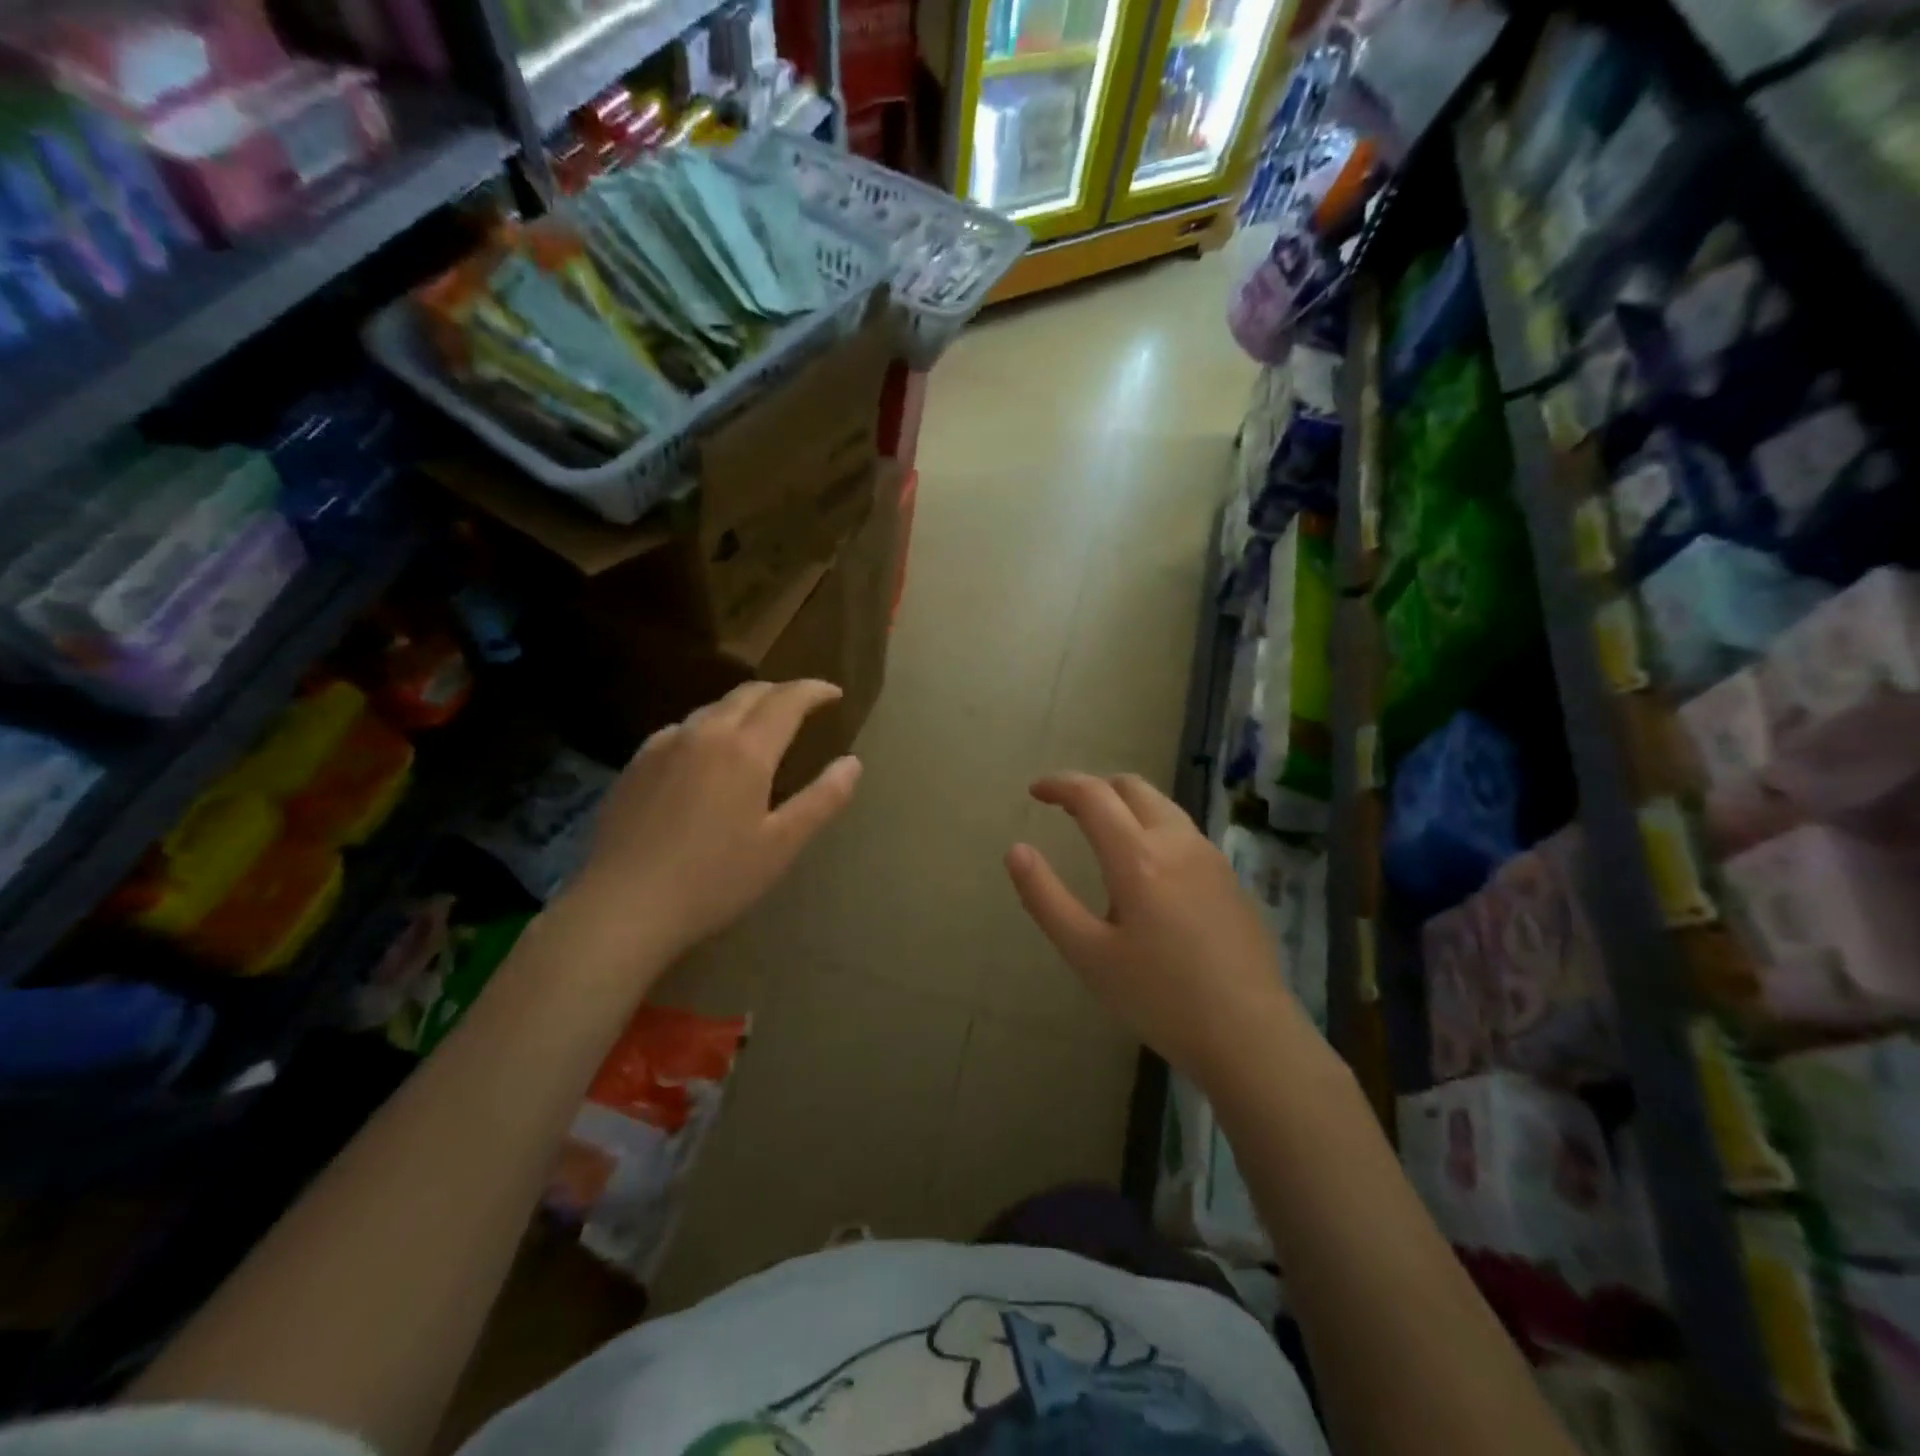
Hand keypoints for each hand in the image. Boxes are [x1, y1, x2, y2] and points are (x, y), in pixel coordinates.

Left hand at [566, 679, 861, 962]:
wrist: (624, 905)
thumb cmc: (715, 878)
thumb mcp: (782, 845)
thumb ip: (822, 799)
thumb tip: (852, 763)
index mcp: (746, 749)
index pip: (787, 699)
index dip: (814, 691)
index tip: (834, 694)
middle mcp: (704, 733)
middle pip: (748, 693)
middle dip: (781, 692)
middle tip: (803, 705)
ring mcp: (664, 745)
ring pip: (713, 708)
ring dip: (745, 707)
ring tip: (760, 727)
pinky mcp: (636, 764)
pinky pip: (682, 729)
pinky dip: (709, 727)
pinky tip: (707, 754)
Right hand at [1006, 772, 1318, 1088]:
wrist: (1249, 1033)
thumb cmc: (1158, 997)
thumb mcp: (1087, 954)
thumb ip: (1045, 898)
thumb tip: (1016, 851)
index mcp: (1137, 857)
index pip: (1093, 795)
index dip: (1060, 784)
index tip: (1035, 791)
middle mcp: (1176, 842)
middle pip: (1132, 787)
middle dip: (1095, 787)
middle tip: (1066, 809)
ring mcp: (1210, 856)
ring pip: (1162, 806)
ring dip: (1126, 805)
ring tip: (1102, 835)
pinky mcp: (1229, 877)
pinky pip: (1182, 832)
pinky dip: (1152, 827)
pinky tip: (1146, 870)